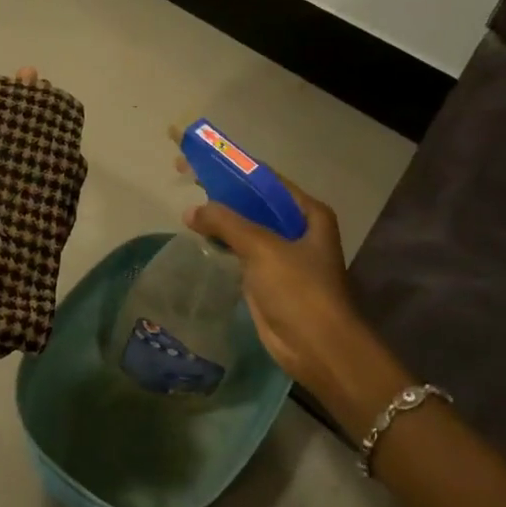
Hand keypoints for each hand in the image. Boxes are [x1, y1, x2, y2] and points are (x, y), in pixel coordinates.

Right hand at [183, 174, 409, 431]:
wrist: (318, 348)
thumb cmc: (299, 290)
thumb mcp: (262, 248)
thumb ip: (226, 223)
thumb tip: (191, 210)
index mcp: (308, 212)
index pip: (264, 178)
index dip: (231, 167)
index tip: (200, 158)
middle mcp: (298, 228)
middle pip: (254, 200)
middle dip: (222, 190)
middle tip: (187, 176)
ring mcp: (283, 253)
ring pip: (246, 226)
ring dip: (220, 216)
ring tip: (187, 203)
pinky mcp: (268, 277)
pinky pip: (241, 250)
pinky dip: (222, 241)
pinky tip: (199, 235)